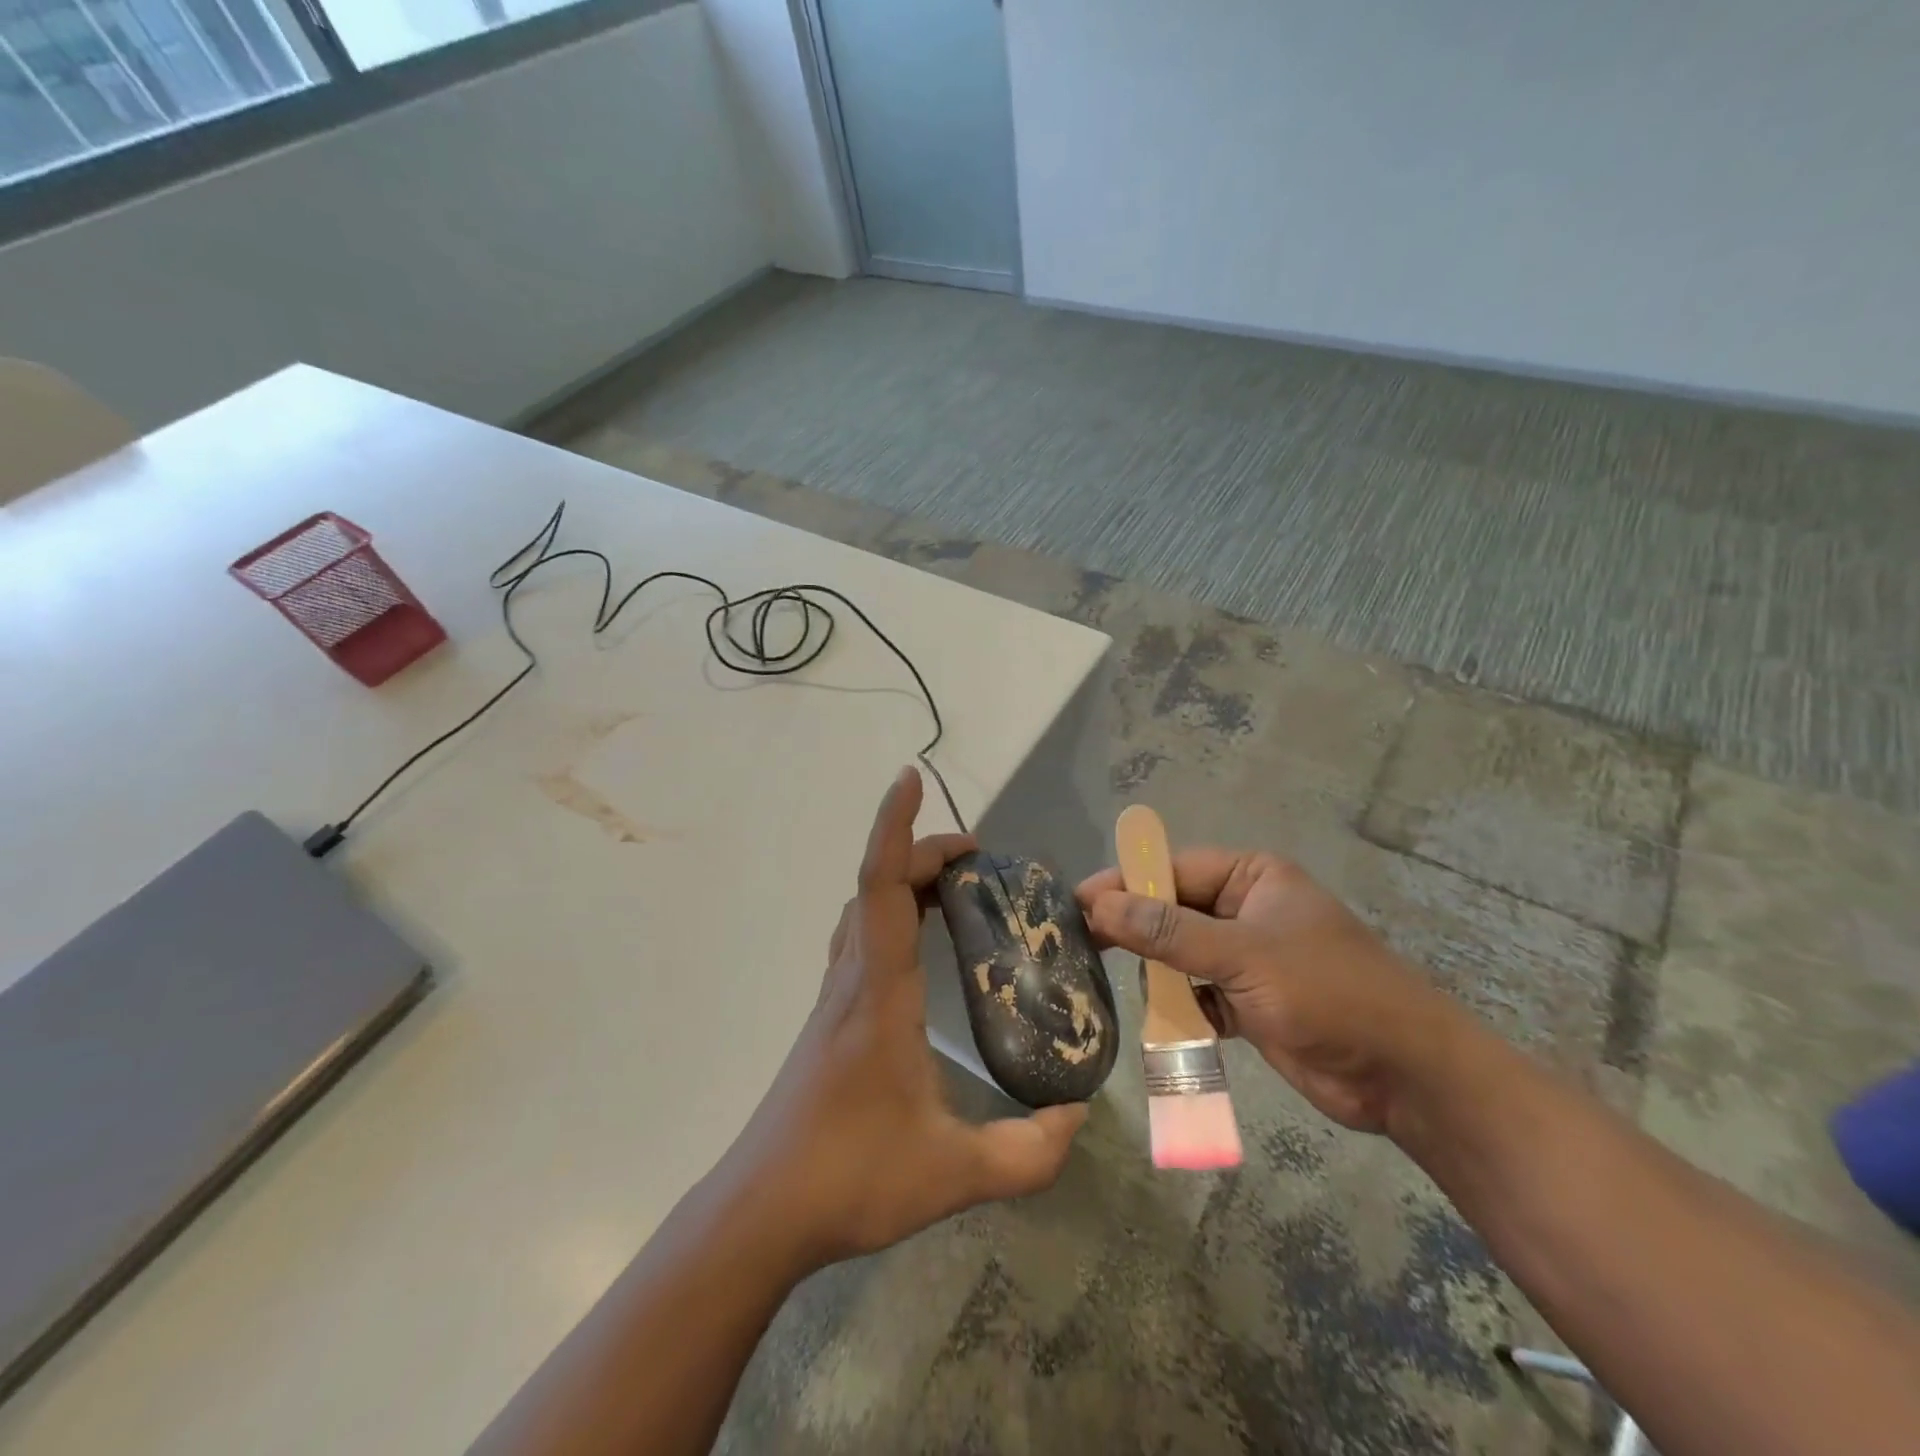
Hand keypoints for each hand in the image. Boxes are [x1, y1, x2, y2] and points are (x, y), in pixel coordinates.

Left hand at [720, 766, 1087, 1271]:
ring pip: (862, 911)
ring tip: (956, 891)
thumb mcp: (953, 1173)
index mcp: (879, 992)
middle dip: (921, 852)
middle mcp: (851, 979)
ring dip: (902, 881)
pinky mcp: (829, 1020)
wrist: (760, 1211)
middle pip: (876, 886)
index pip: (882, 885)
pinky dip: (888, 915)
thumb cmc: (849, 1178)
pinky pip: (859, 940)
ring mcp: (834, 998)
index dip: (895, 827)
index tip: (911, 779)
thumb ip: (1028, 1152)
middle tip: (979, 859)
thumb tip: (1078, 1116)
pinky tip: (919, 947)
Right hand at [1076, 849, 1461, 1133]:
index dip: (1124, 883)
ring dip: (1150, 969)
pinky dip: (1174, 1005)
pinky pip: (1194, 992)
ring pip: (1178, 953)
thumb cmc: (1329, 992)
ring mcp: (1246, 957)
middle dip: (1131, 926)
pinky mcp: (1247, 1001)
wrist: (1405, 1075)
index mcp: (1252, 878)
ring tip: (1102, 979)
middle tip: (1079, 942)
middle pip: (1171, 910)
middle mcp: (1245, 910)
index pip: (1172, 869)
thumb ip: (1168, 932)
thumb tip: (1099, 906)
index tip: (1076, 904)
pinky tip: (1152, 1017)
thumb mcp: (1244, 954)